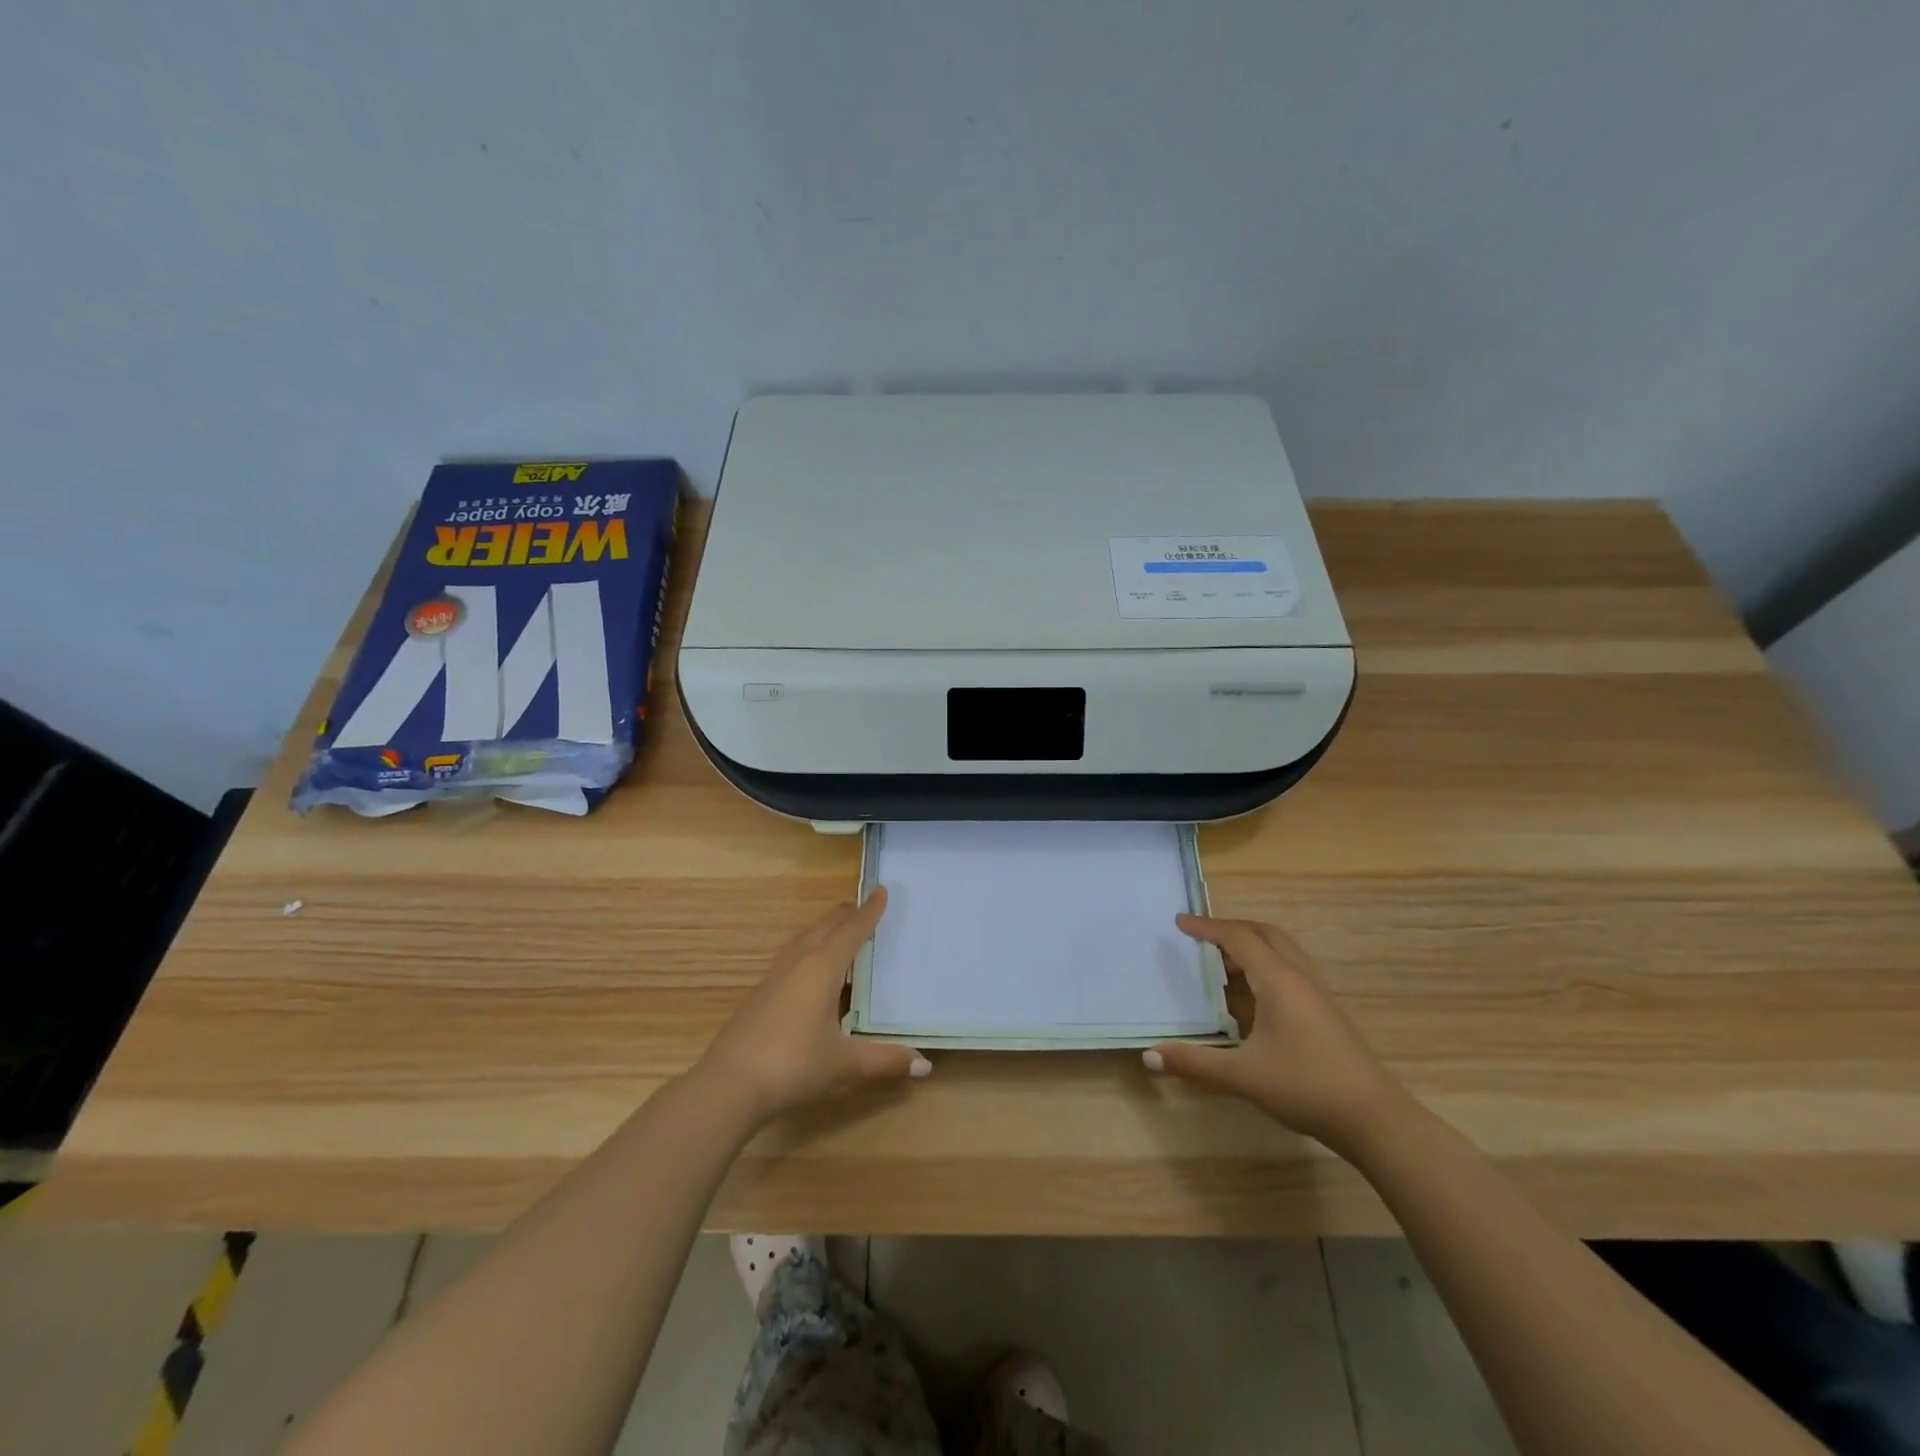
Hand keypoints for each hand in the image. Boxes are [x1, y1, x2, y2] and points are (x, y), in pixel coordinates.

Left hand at [697, 888, 928, 1123]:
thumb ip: (885, 1060)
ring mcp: (774, 977)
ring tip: (838, 931)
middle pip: (825, 927)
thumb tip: (926, 1064)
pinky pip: (791, 958)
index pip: (852, 930)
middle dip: (845, 915)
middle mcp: (798, 963)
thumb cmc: (794, 1064)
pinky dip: (808, 950)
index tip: (880, 890)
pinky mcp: (760, 994)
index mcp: (822, 967)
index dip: (869, 911)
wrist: (730, 1085)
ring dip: (824, 930)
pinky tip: (810, 971)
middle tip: (862, 905)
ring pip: (804, 940)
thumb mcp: (845, 1063)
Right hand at [1144, 915, 1406, 1152]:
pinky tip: (1255, 996)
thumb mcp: (1242, 1075)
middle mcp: (1299, 976)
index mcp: (1277, 979)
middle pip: (1264, 934)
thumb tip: (1148, 1056)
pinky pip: (1292, 969)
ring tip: (1223, 963)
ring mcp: (1318, 993)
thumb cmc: (1305, 1086)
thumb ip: (1194, 1062)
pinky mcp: (1328, 1011)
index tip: (1179, 922)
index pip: (1237, 938)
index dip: (1206, 927)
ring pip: (1283, 950)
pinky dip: (1267, 965)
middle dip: (1231, 929)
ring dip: (1252, 946)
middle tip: (1201, 937)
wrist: (1374, 1118)